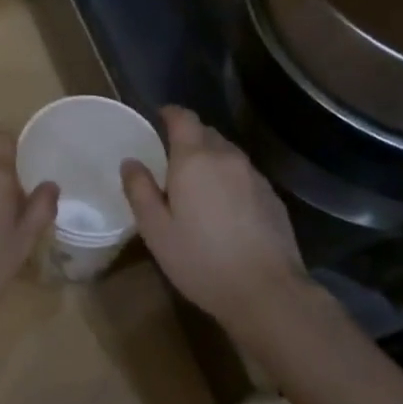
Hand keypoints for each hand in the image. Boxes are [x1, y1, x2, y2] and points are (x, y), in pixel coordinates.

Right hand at [122, 106, 309, 334]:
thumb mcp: (156, 230)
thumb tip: (130, 162)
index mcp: (194, 159)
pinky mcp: (272, 196)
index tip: (159, 117)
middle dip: (189, 137)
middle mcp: (226, 157)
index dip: (170, 113)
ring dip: (210, 158)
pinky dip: (230, 178)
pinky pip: (244, 174)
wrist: (267, 291)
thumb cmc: (201, 260)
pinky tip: (225, 206)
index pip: (183, 118)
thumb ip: (140, 190)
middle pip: (206, 132)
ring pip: (227, 153)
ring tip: (197, 183)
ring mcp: (254, 175)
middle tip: (172, 158)